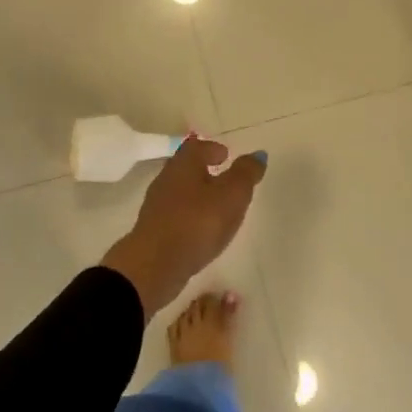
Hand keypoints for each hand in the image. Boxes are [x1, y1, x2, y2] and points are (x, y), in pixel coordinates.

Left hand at [103, 138, 266, 317]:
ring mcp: (157, 206)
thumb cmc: (197, 222)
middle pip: (186, 167)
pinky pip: (176, 214)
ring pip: (181, 192)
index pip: (197, 147)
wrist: (155, 265)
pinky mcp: (154, 230)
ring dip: (198, 194)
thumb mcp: (232, 195)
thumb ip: (246, 173)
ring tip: (218, 206)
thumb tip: (257, 154)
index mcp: (184, 164)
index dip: (212, 149)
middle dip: (205, 170)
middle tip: (226, 179)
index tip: (226, 155)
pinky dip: (190, 215)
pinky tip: (202, 229)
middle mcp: (166, 179)